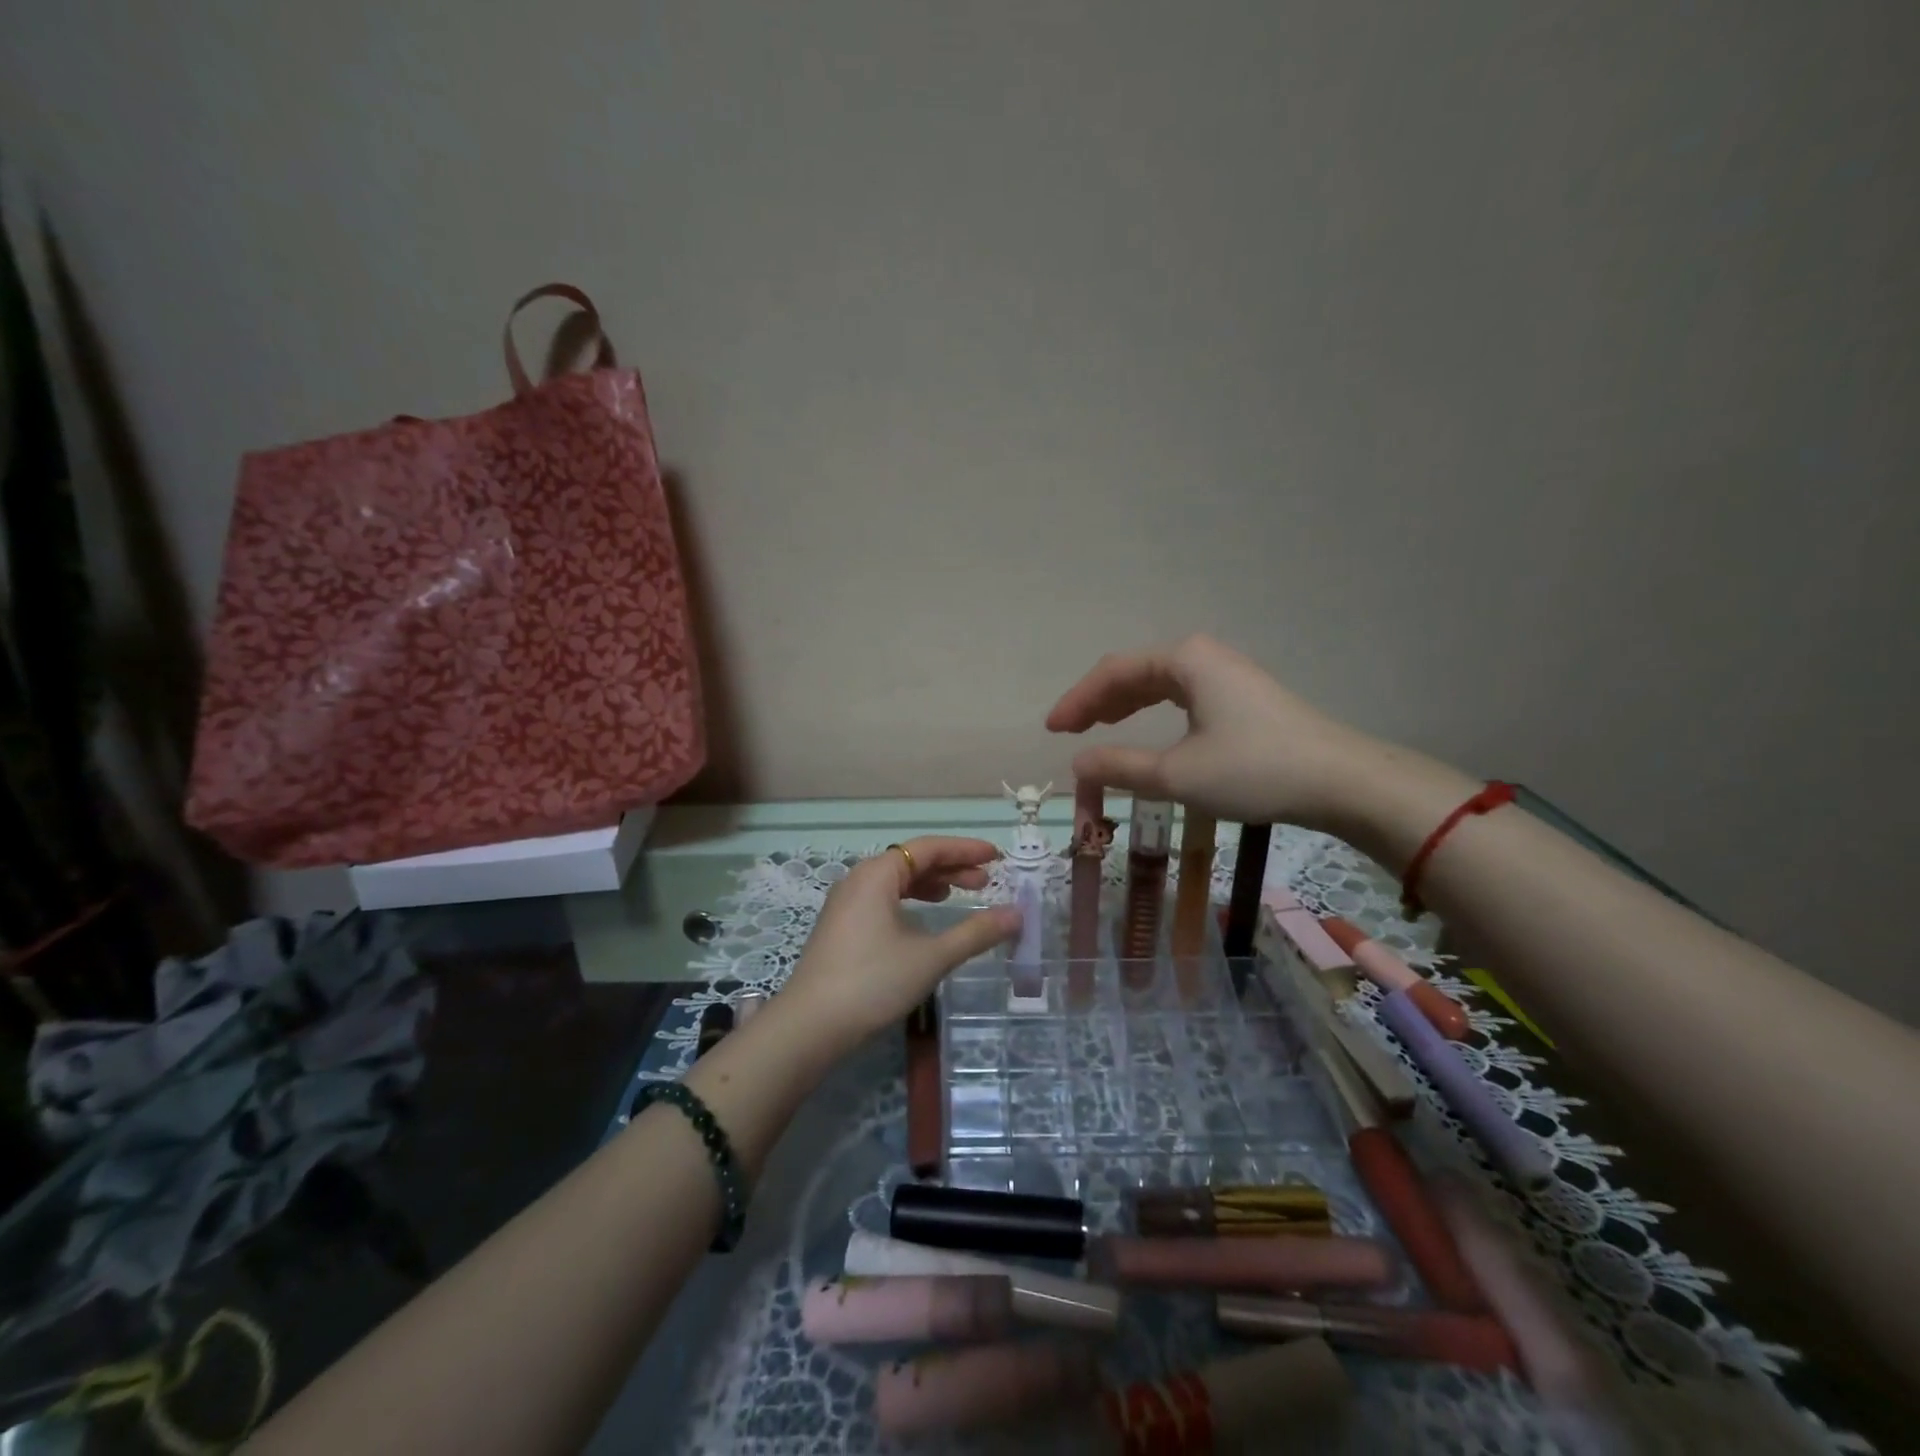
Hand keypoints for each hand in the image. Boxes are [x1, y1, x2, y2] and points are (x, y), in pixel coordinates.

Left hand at [774, 837, 1020, 1056]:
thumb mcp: (931, 956)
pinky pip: (883, 898)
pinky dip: (909, 900)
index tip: (996, 856)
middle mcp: (859, 879)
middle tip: (985, 881)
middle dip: (950, 867)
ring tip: (958, 895)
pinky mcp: (841, 926)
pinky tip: (923, 919)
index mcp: (877, 874)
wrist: (811, 1025)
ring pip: (896, 880)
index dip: (965, 849)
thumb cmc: (874, 982)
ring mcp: (846, 903)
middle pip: (911, 860)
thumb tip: (1017, 915)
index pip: (928, 848)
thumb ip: (976, 933)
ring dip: (930, 884)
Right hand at [1045, 634, 1387, 833]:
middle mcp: (1203, 656)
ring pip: (1159, 683)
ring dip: (1125, 704)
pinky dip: (1154, 711)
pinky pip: (1182, 695)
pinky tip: (1149, 729)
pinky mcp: (1243, 696)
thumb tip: (1078, 762)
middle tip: (1069, 730)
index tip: (1052, 729)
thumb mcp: (1177, 774)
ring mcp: (1226, 674)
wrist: (1340, 781)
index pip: (1114, 672)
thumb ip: (1121, 766)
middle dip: (1098, 700)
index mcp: (1184, 660)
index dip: (1077, 700)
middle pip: (1135, 672)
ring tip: (1098, 727)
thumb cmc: (1253, 769)